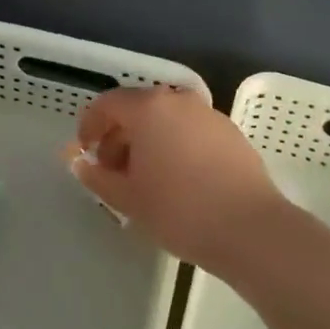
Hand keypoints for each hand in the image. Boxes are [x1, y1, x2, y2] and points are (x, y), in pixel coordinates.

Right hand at [68, 86, 288, 275]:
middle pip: (137, 108)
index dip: (90, 125)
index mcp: (148, 108)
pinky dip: (174, 145)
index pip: (107, 104)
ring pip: (165, 119)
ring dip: (147, 141)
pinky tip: (178, 179)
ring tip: (144, 178)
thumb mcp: (127, 198)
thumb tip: (80, 163)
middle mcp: (178, 100)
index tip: (85, 152)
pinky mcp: (230, 132)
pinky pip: (189, 130)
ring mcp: (208, 114)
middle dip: (118, 135)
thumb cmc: (179, 210)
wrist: (249, 228)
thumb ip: (97, 177)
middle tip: (111, 171)